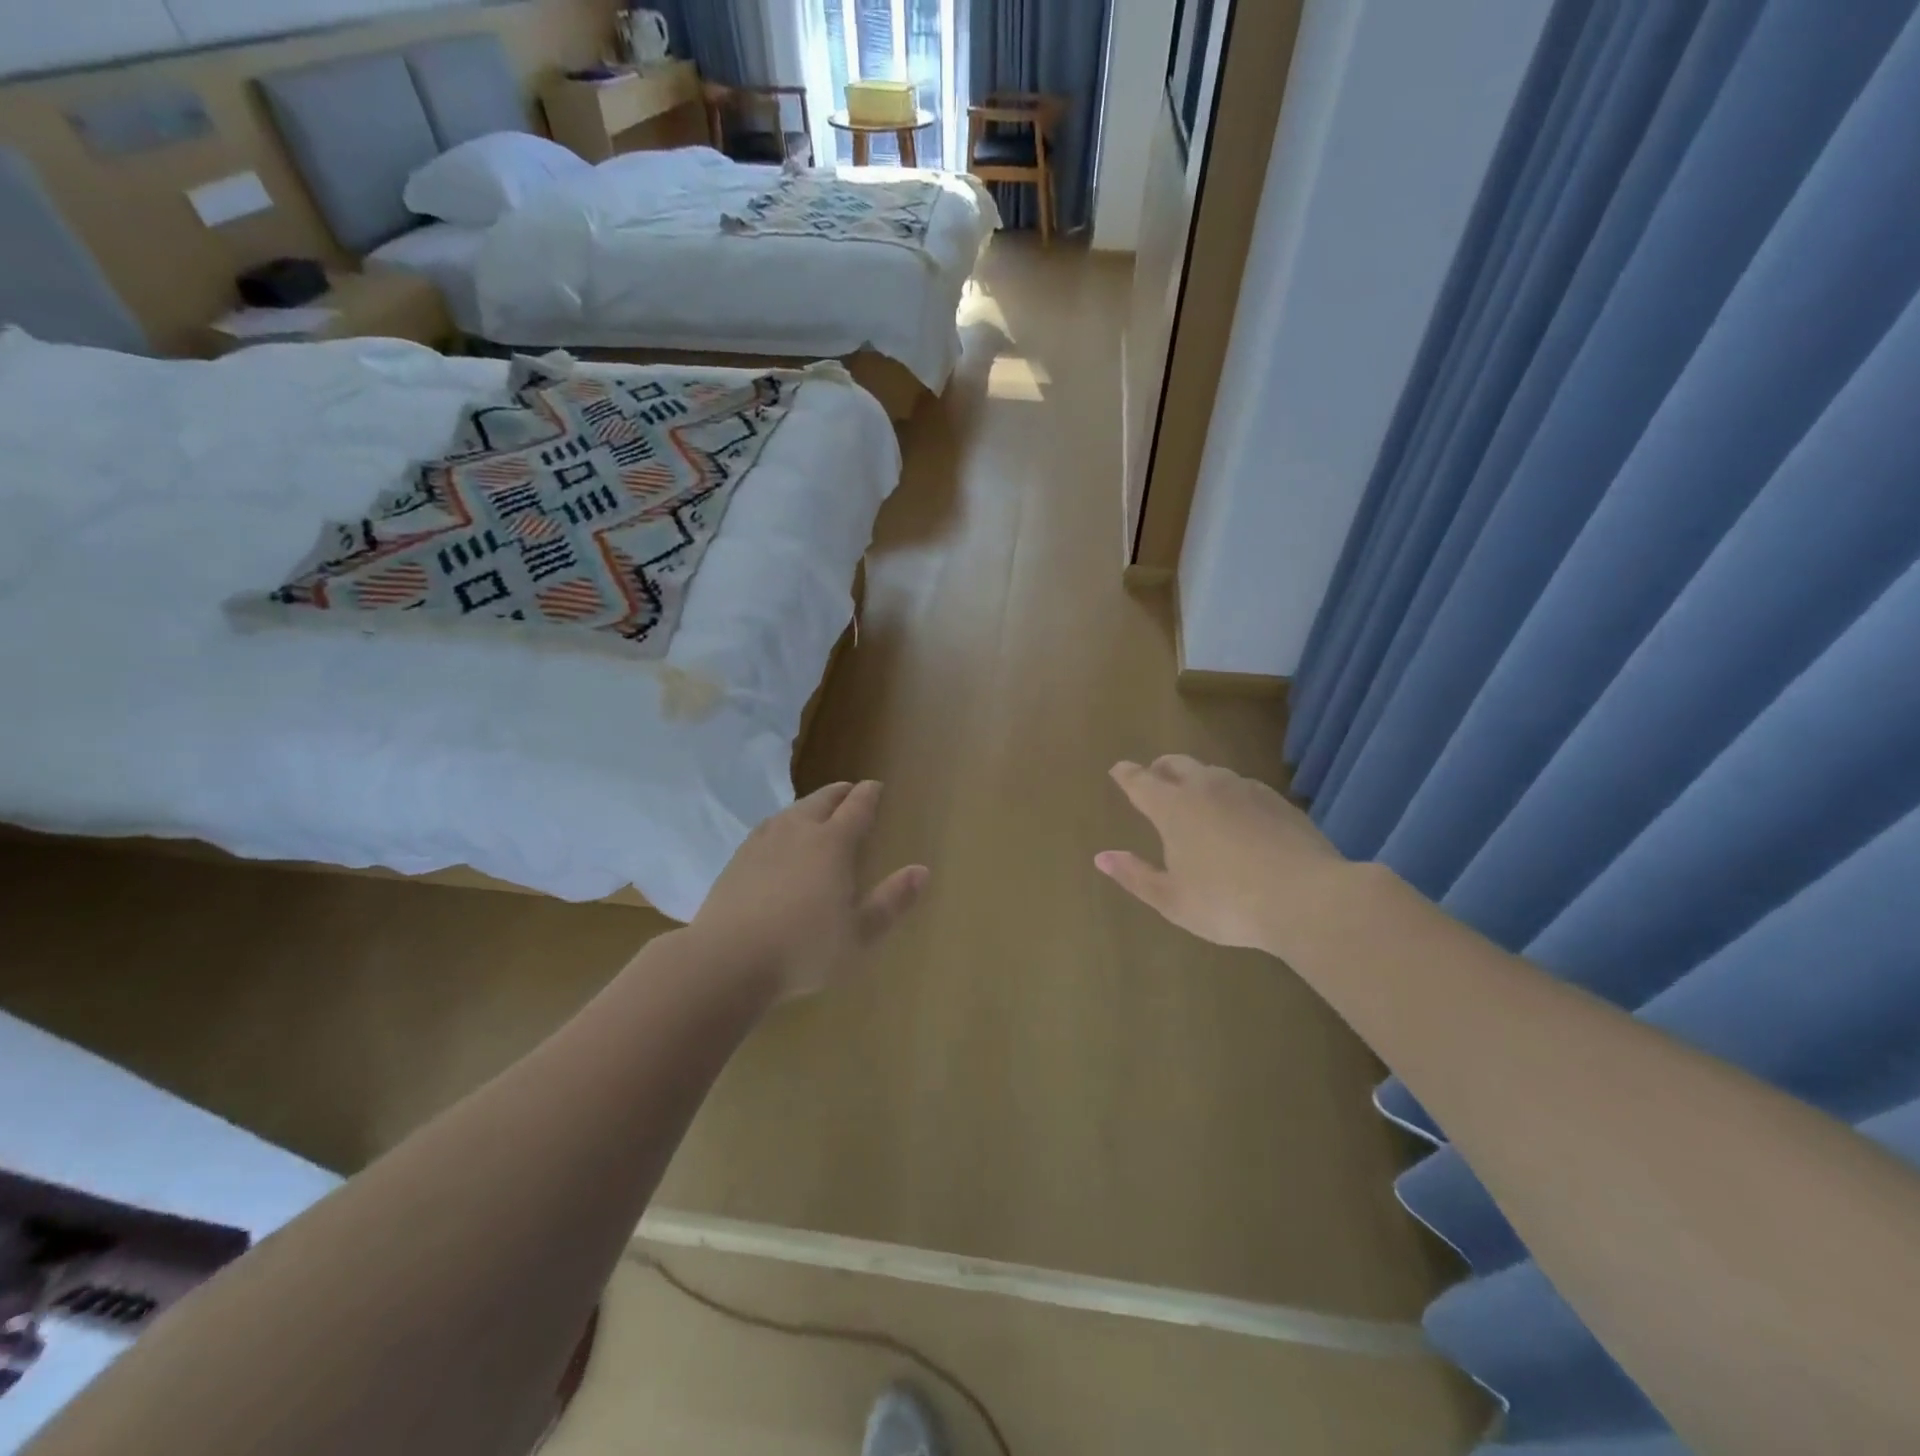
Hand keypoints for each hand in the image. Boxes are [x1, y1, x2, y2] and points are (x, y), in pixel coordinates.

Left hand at [692, 781, 928, 1001]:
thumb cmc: (803, 949)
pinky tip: (776, 835)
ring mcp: (763, 843)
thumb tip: (922, 870)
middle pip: (822, 801)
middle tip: (849, 791)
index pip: (856, 807)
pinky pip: (766, 828)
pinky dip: (781, 823)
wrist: (727, 960)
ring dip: (808, 805)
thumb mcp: (859, 934)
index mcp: (833, 844)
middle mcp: (798, 832)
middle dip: (840, 793)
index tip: (876, 787)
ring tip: (816, 809)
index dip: (869, 794)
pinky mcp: (737, 859)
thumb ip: (891, 901)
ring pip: (791, 811)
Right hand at [1095, 756, 1345, 955]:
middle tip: (1154, 778)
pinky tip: (1237, 816)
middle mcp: (1206, 788)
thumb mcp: (1172, 899)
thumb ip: (1135, 875)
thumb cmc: (1228, 903)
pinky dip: (1228, 794)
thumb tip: (1102, 857)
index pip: (1140, 781)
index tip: (1118, 769)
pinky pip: (1242, 787)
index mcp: (1173, 808)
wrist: (1309, 899)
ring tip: (1195, 798)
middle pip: (1176, 764)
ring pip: (1212, 773)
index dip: (1126, 774)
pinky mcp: (1278, 801)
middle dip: (1160, 768)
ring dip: (1196, 779)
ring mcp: (1246, 790)